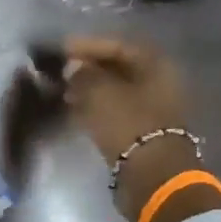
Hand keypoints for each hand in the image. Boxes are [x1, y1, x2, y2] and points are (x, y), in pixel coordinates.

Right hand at [64, 36, 220, 221]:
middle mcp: (158, 83)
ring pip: (116, 91)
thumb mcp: (99, 93)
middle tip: (62, 71)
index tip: (62, 49)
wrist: (151, 176)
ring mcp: (152, 109)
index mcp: (155, 65)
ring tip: (64, 91)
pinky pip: (116, 111)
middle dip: (89, 68)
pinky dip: (96, 108)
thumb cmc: (128, 125)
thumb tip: (74, 68)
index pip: (118, 46)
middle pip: (119, 68)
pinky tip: (76, 111)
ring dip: (90, 89)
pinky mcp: (143, 132)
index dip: (88, 45)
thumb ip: (83, 74)